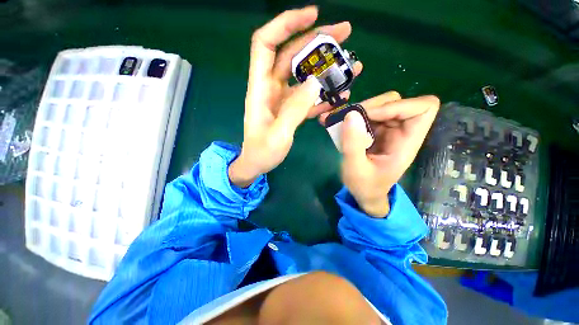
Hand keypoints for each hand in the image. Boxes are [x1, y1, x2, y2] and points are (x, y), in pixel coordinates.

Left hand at [229, 6, 362, 187]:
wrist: (257, 164)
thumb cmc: (262, 152)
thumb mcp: (278, 134)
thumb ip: (295, 109)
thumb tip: (315, 82)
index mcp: (260, 89)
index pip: (266, 43)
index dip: (285, 24)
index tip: (313, 16)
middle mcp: (271, 88)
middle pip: (291, 53)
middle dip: (317, 40)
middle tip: (345, 34)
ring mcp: (282, 98)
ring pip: (303, 74)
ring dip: (326, 68)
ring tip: (352, 66)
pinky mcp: (290, 109)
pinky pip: (307, 96)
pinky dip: (323, 93)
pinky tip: (340, 95)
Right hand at [323, 92, 439, 216]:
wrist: (364, 193)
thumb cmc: (365, 186)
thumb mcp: (356, 169)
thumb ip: (353, 144)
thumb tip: (350, 114)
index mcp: (406, 142)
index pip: (423, 108)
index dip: (398, 106)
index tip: (371, 116)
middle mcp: (400, 131)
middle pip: (395, 101)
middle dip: (370, 106)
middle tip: (348, 118)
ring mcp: (386, 130)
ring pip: (378, 105)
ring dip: (357, 110)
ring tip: (336, 120)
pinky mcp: (373, 131)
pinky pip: (364, 114)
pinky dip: (349, 115)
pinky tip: (333, 122)